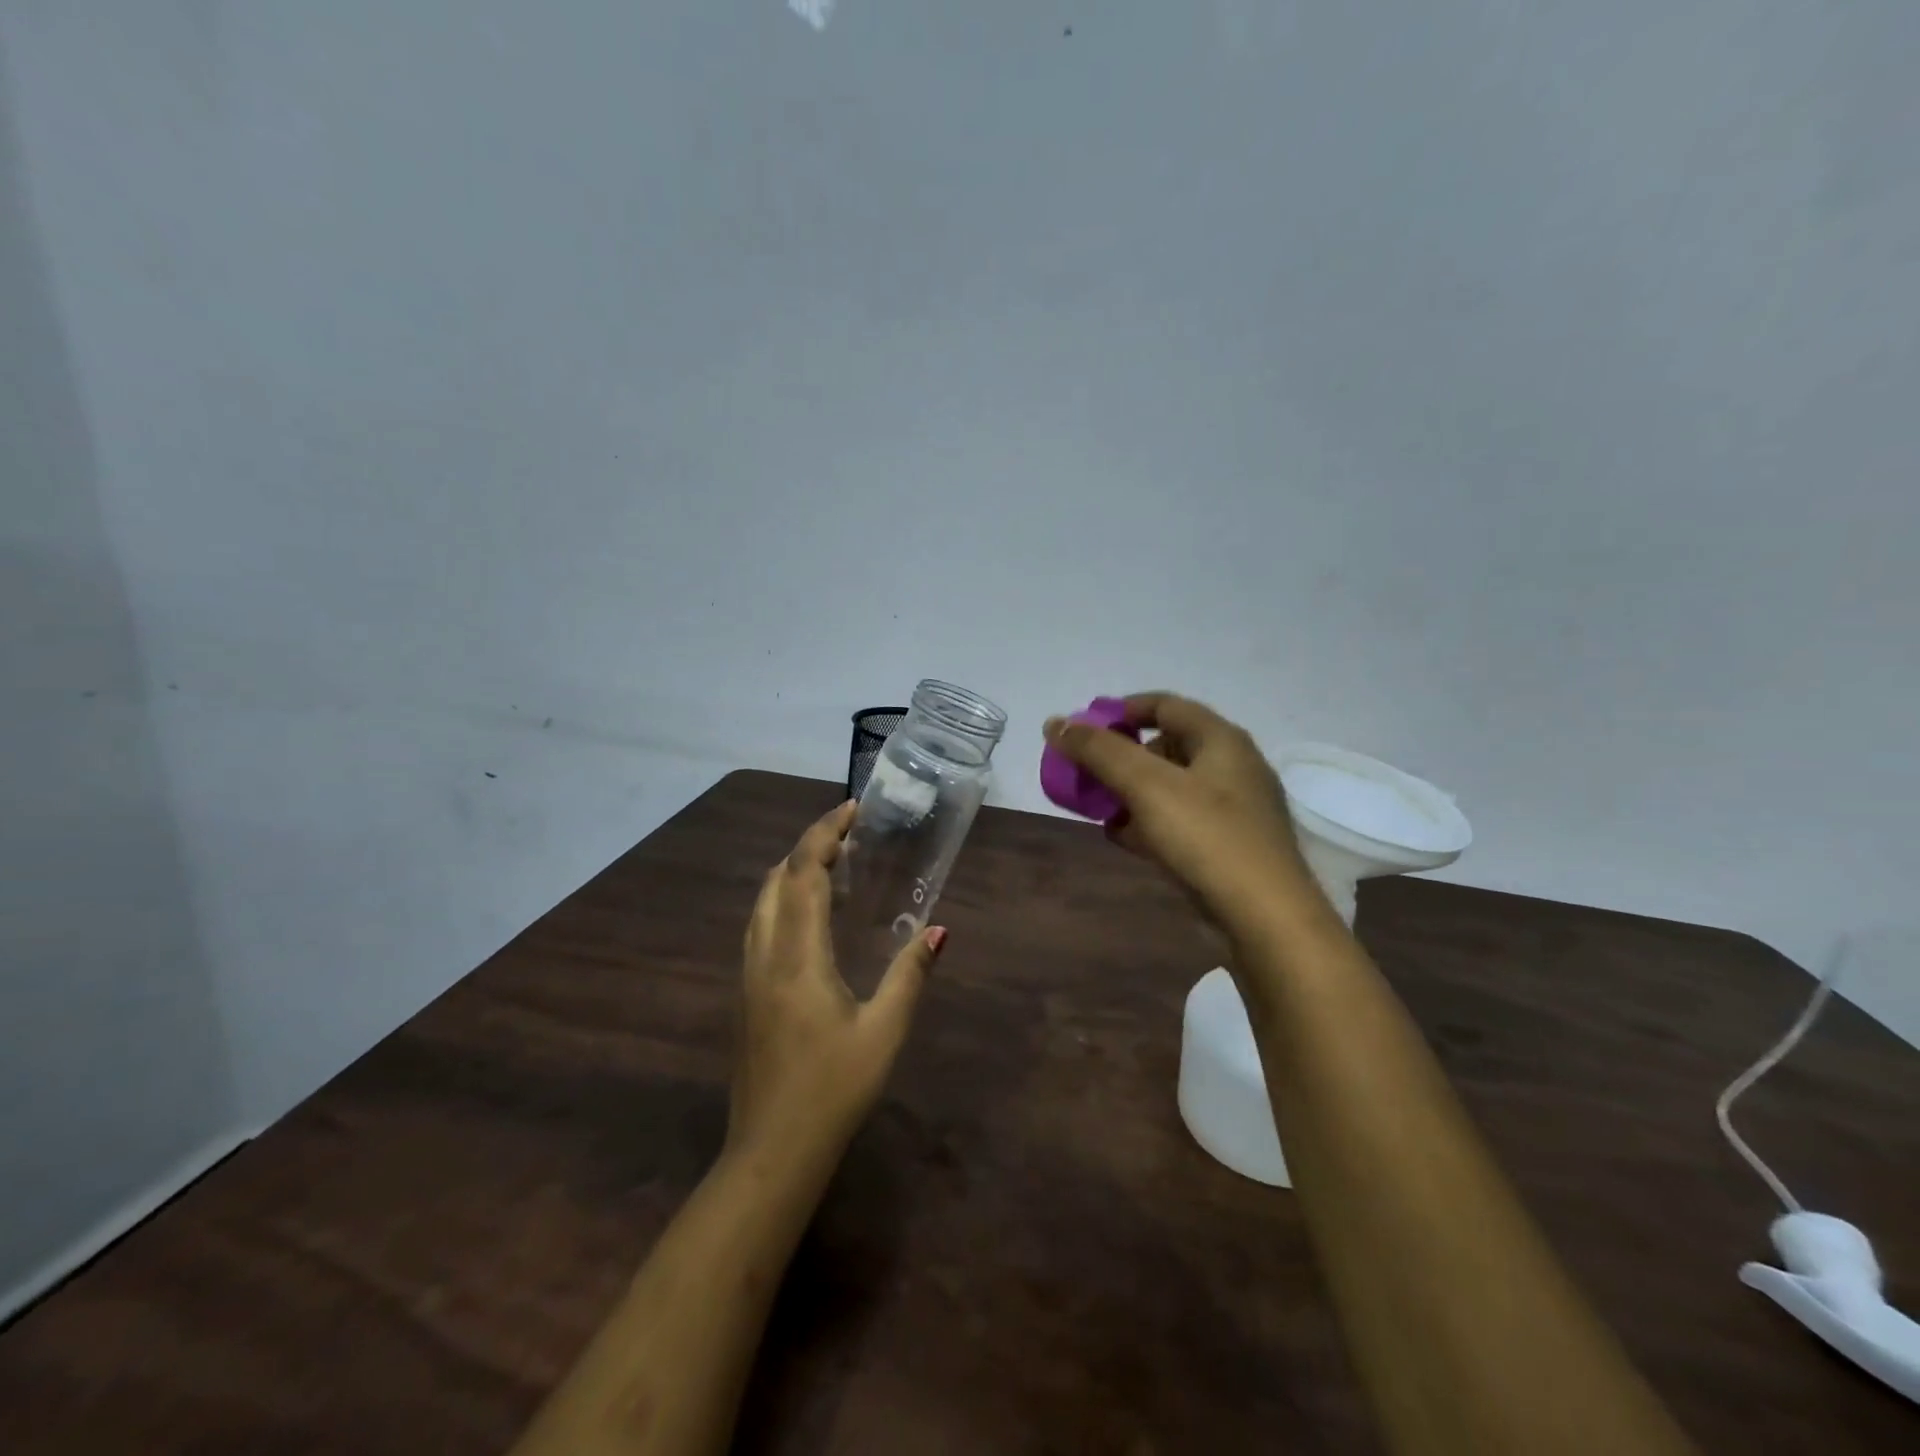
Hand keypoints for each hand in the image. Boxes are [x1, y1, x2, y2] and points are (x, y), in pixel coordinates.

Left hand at [726, 801, 943, 1171]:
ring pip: (762, 901)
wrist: (772, 1152)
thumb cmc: (833, 1090)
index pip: (804, 873)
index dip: (825, 833)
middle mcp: (764, 955)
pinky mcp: (746, 994)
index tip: (852, 809)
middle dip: (808, 846)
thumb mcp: (884, 1033)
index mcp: (797, 956)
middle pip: (776, 878)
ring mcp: (748, 975)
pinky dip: (783, 900)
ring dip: (792, 871)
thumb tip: (939, 930)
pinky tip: (810, 917)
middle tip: (849, 835)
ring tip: (833, 865)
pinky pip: (760, 925)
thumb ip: (909, 977)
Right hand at [1043, 691, 1318, 929]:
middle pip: (1166, 746)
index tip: (1084, 728)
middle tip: (1088, 773)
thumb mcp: (1146, 786)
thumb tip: (1056, 723)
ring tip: (1098, 808)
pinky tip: (1123, 839)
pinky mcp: (1228, 846)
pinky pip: (1180, 821)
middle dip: (1122, 757)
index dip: (1121, 710)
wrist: (1265, 918)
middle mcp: (1232, 767)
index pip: (1165, 705)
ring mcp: (1233, 810)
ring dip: (1132, 793)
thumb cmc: (1206, 837)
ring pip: (1171, 788)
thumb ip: (1099, 751)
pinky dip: (1149, 823)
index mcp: (1221, 740)